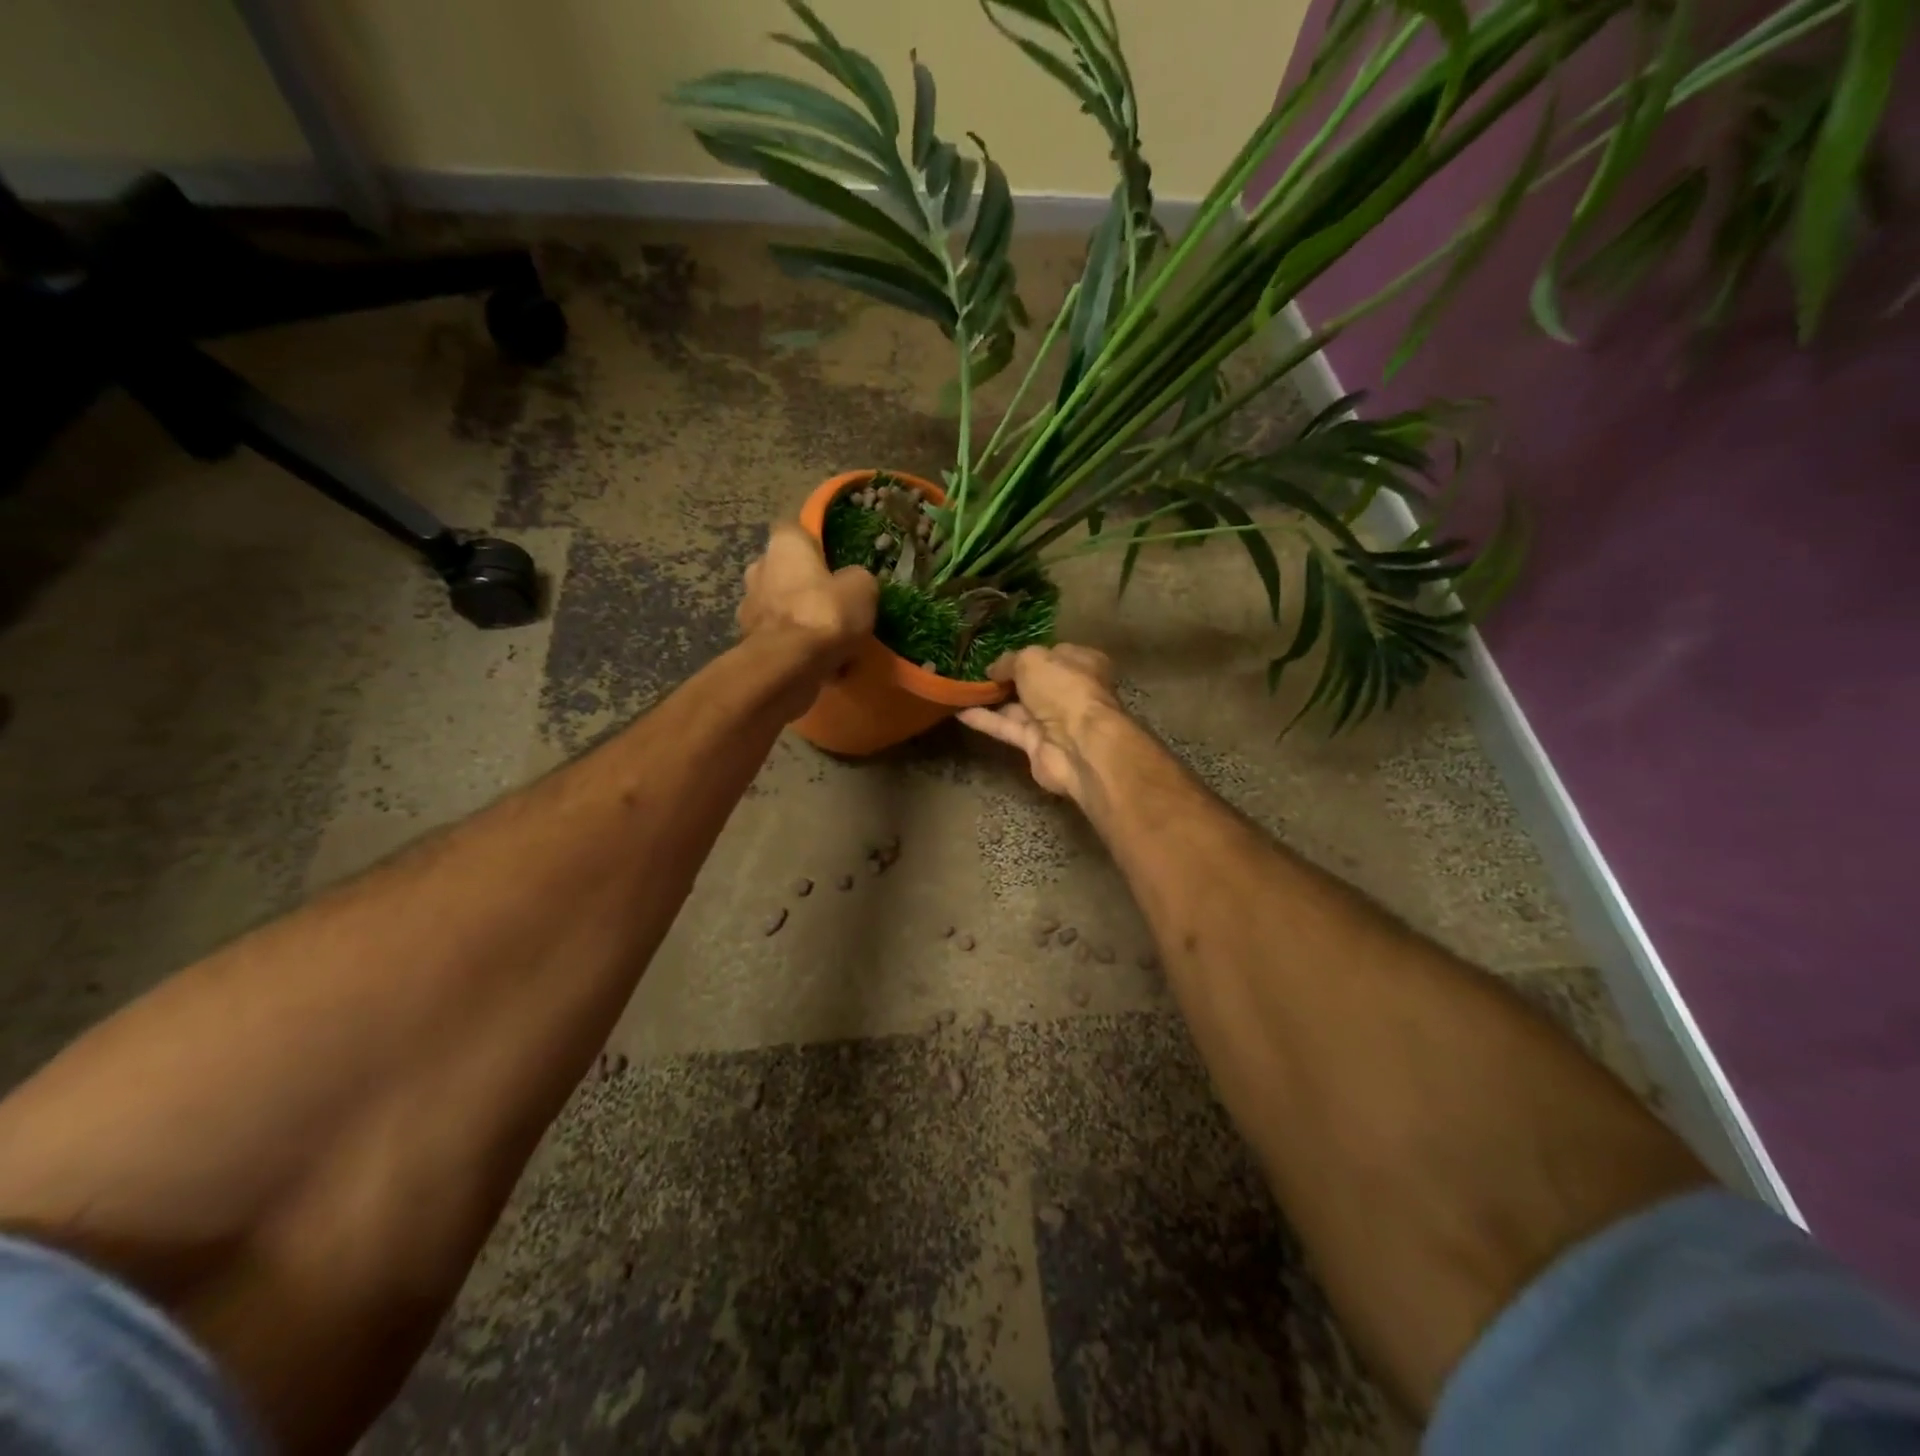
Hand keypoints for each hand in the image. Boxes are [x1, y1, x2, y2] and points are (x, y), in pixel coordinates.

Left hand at [739, 521, 877, 660]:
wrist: (789, 665)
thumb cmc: (825, 612)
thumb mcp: (862, 588)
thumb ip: (857, 578)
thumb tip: (852, 582)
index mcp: (783, 544)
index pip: (794, 528)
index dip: (813, 541)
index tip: (832, 557)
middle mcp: (758, 568)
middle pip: (782, 569)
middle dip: (802, 582)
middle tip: (831, 599)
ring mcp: (748, 606)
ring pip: (778, 605)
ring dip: (797, 615)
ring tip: (826, 635)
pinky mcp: (748, 641)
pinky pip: (778, 636)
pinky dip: (793, 644)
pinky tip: (817, 659)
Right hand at [958, 645, 1121, 801]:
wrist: (1078, 743)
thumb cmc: (1064, 688)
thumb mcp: (1032, 659)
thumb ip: (1009, 661)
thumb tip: (993, 669)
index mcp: (1081, 664)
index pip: (1053, 654)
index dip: (1027, 653)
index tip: (999, 654)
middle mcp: (1070, 691)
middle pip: (1034, 682)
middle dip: (1007, 678)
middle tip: (974, 671)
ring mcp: (1054, 721)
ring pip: (1018, 707)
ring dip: (992, 699)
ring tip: (961, 689)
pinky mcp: (1036, 745)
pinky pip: (1007, 728)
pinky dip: (985, 720)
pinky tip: (959, 711)